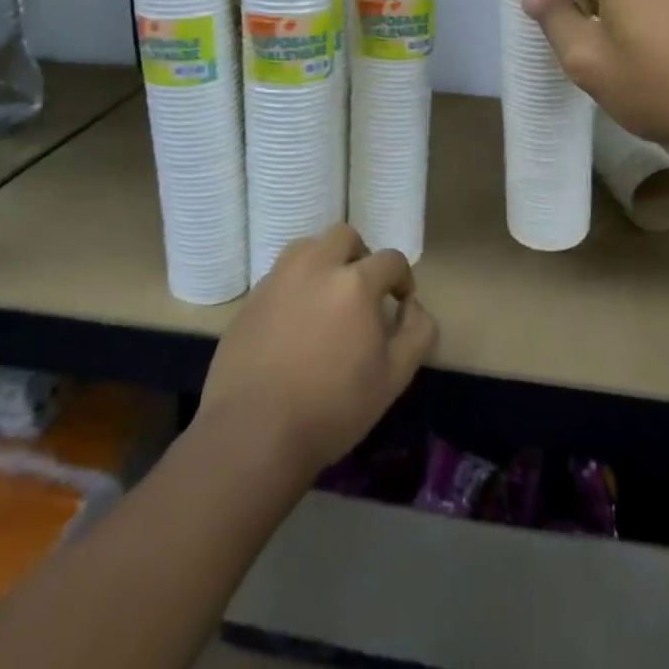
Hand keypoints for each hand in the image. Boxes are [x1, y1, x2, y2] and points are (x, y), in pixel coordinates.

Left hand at [198, 224, 437, 476]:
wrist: (253, 431)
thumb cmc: (332, 408)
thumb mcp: (393, 378)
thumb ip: (416, 333)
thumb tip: (414, 306)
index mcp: (355, 283)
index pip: (390, 259)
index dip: (402, 277)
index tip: (401, 301)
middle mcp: (315, 268)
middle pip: (344, 236)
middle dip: (361, 256)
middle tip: (363, 291)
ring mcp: (277, 280)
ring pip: (307, 247)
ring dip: (325, 261)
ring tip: (327, 298)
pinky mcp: (251, 299)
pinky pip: (280, 275)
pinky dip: (296, 285)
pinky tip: (295, 322)